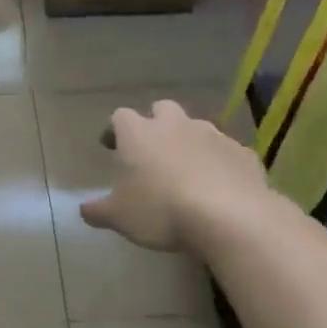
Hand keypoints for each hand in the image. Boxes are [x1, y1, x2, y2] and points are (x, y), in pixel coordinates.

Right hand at [81, 102, 268, 253]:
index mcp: (139, 134)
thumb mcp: (119, 217)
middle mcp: (175, 125)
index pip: (120, 117)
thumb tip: (84, 210)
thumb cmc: (161, 211)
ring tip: (185, 170)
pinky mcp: (242, 153)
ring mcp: (213, 135)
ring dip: (188, 142)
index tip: (110, 146)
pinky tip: (217, 185)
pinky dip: (218, 162)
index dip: (114, 130)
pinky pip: (225, 152)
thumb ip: (98, 211)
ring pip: (196, 128)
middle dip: (155, 124)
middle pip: (162, 109)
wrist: (229, 217)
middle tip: (151, 150)